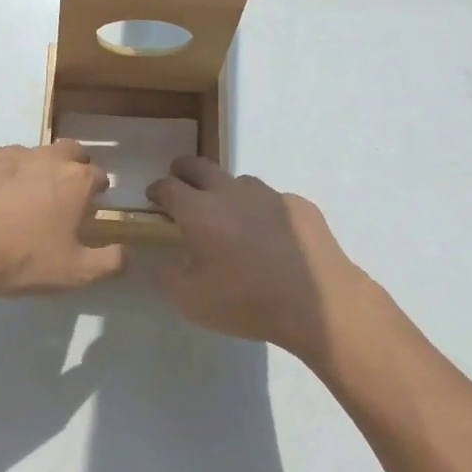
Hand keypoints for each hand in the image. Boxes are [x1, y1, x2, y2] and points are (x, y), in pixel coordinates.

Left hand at [0, 141, 124, 298]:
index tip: (86, 211)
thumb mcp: (77, 272)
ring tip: (16, 202)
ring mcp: (8, 151)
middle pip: (69, 152)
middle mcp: (46, 156)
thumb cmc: (25, 260)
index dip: (95, 193)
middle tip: (58, 197)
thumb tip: (126, 251)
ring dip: (30, 171)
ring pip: (29, 155)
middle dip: (70, 168)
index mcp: (76, 179)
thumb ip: (111, 261)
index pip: (98, 176)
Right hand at [145, 158, 393, 362]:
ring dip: (226, 192)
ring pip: (239, 182)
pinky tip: (272, 237)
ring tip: (230, 217)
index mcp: (199, 211)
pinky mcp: (300, 206)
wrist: (318, 304)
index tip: (154, 198)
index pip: (168, 186)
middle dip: (183, 170)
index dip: (157, 189)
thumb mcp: (190, 301)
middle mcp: (231, 192)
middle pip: (200, 166)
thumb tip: (166, 262)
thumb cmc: (246, 301)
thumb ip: (168, 276)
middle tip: (180, 183)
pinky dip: (263, 212)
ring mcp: (269, 195)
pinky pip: (273, 201)